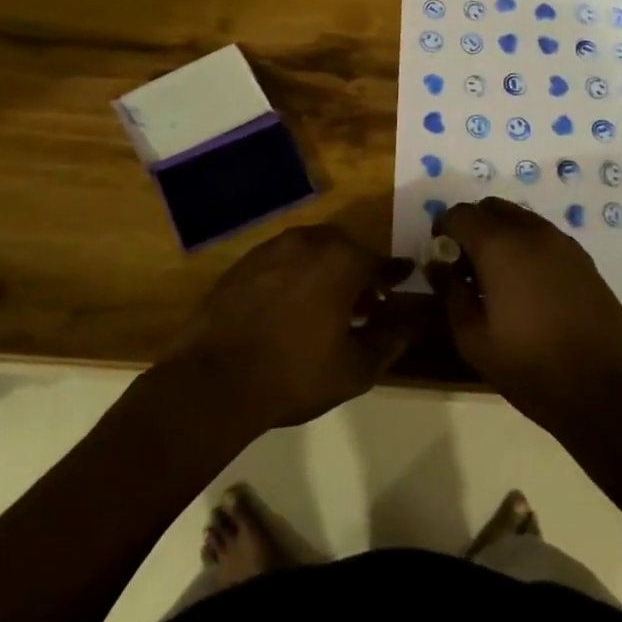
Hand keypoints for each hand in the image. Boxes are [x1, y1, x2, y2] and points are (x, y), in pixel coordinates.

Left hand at [159, 226, 416, 433]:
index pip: (379, 262)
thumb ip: (388, 341)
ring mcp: (271, 248)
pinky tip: (292, 308)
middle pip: (345, 250)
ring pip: (312, 252)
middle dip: (358, 273)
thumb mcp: (355, 369)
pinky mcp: (244, 262)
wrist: (214, 379)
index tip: (405, 278)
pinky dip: (296, 276)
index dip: (394, 274)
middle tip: (365, 305)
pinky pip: (282, 262)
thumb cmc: (294, 374)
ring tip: (328, 309)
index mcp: (341, 260)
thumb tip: (407, 324)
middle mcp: (308, 241)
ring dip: (326, 272)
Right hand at [427, 198, 621, 432]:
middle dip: (472, 227)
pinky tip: (527, 286)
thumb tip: (437, 264)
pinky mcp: (583, 258)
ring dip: (501, 235)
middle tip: (465, 264)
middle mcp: (531, 231)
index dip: (443, 230)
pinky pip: (543, 236)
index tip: (440, 256)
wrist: (608, 391)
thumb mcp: (473, 339)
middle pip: (491, 208)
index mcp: (499, 246)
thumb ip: (450, 292)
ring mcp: (562, 242)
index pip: (460, 213)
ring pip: (520, 218)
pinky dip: (526, 246)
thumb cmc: (531, 367)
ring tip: (496, 277)